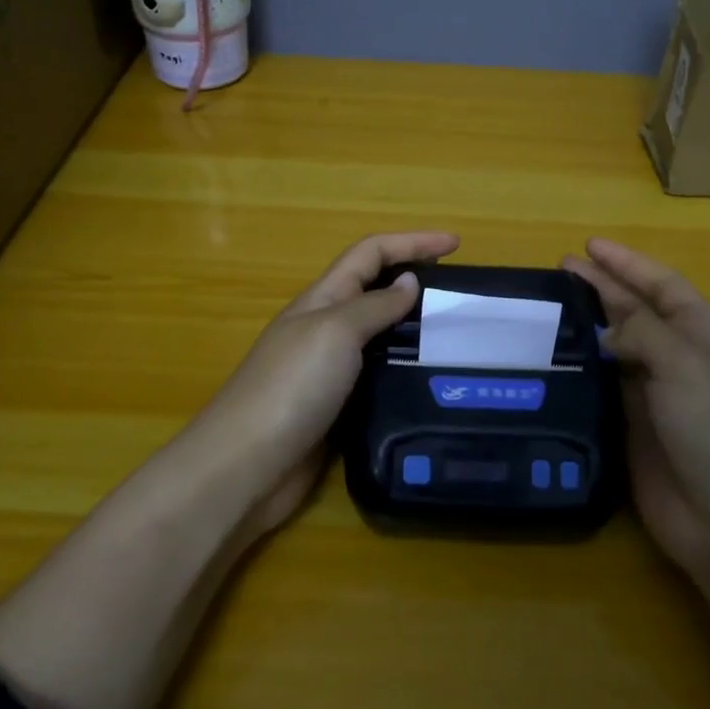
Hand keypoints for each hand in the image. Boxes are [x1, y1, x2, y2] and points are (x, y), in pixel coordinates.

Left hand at [196, 231, 459, 537]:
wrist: (247, 466)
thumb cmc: (291, 387)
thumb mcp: (335, 332)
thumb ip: (374, 306)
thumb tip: (410, 282)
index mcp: (322, 299)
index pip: (371, 254)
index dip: (412, 242)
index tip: (457, 243)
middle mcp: (326, 329)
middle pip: (376, 291)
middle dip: (416, 280)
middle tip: (462, 295)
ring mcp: (330, 371)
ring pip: (381, 336)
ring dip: (415, 329)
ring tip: (458, 338)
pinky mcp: (338, 410)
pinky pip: (379, 378)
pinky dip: (405, 371)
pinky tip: (432, 383)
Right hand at [563, 238, 709, 582]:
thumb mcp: (685, 365)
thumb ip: (643, 332)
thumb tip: (605, 328)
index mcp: (701, 337)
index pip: (662, 286)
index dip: (628, 264)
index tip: (589, 247)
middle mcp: (676, 361)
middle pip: (634, 313)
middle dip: (601, 288)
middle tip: (558, 270)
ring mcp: (653, 398)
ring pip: (614, 350)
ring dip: (586, 327)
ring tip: (547, 307)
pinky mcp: (630, 431)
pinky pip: (600, 390)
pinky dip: (579, 372)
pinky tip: (551, 362)